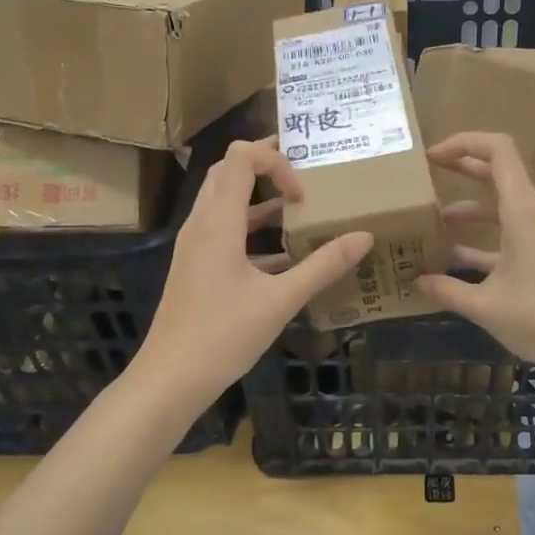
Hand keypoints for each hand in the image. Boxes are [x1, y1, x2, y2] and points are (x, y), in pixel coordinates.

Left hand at [141, 139, 371, 409]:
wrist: (170, 378)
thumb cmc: (224, 336)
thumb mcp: (281, 301)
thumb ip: (324, 265)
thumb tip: (364, 237)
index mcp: (219, 221)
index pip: (241, 156)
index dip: (275, 161)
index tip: (302, 195)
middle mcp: (202, 223)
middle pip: (228, 170)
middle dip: (266, 167)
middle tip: (304, 178)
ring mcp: (195, 244)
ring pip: (224, 200)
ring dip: (259, 198)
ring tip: (299, 208)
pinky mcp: (196, 265)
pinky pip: (223, 229)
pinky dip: (251, 228)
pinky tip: (283, 255)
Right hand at [417, 133, 534, 380]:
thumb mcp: (485, 306)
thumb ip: (447, 290)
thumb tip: (416, 282)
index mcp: (523, 211)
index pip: (497, 150)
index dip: (463, 142)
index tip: (431, 156)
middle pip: (498, 172)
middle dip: (462, 167)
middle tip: (425, 172)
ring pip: (501, 207)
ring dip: (468, 209)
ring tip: (430, 220)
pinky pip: (509, 233)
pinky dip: (482, 238)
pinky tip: (453, 258)